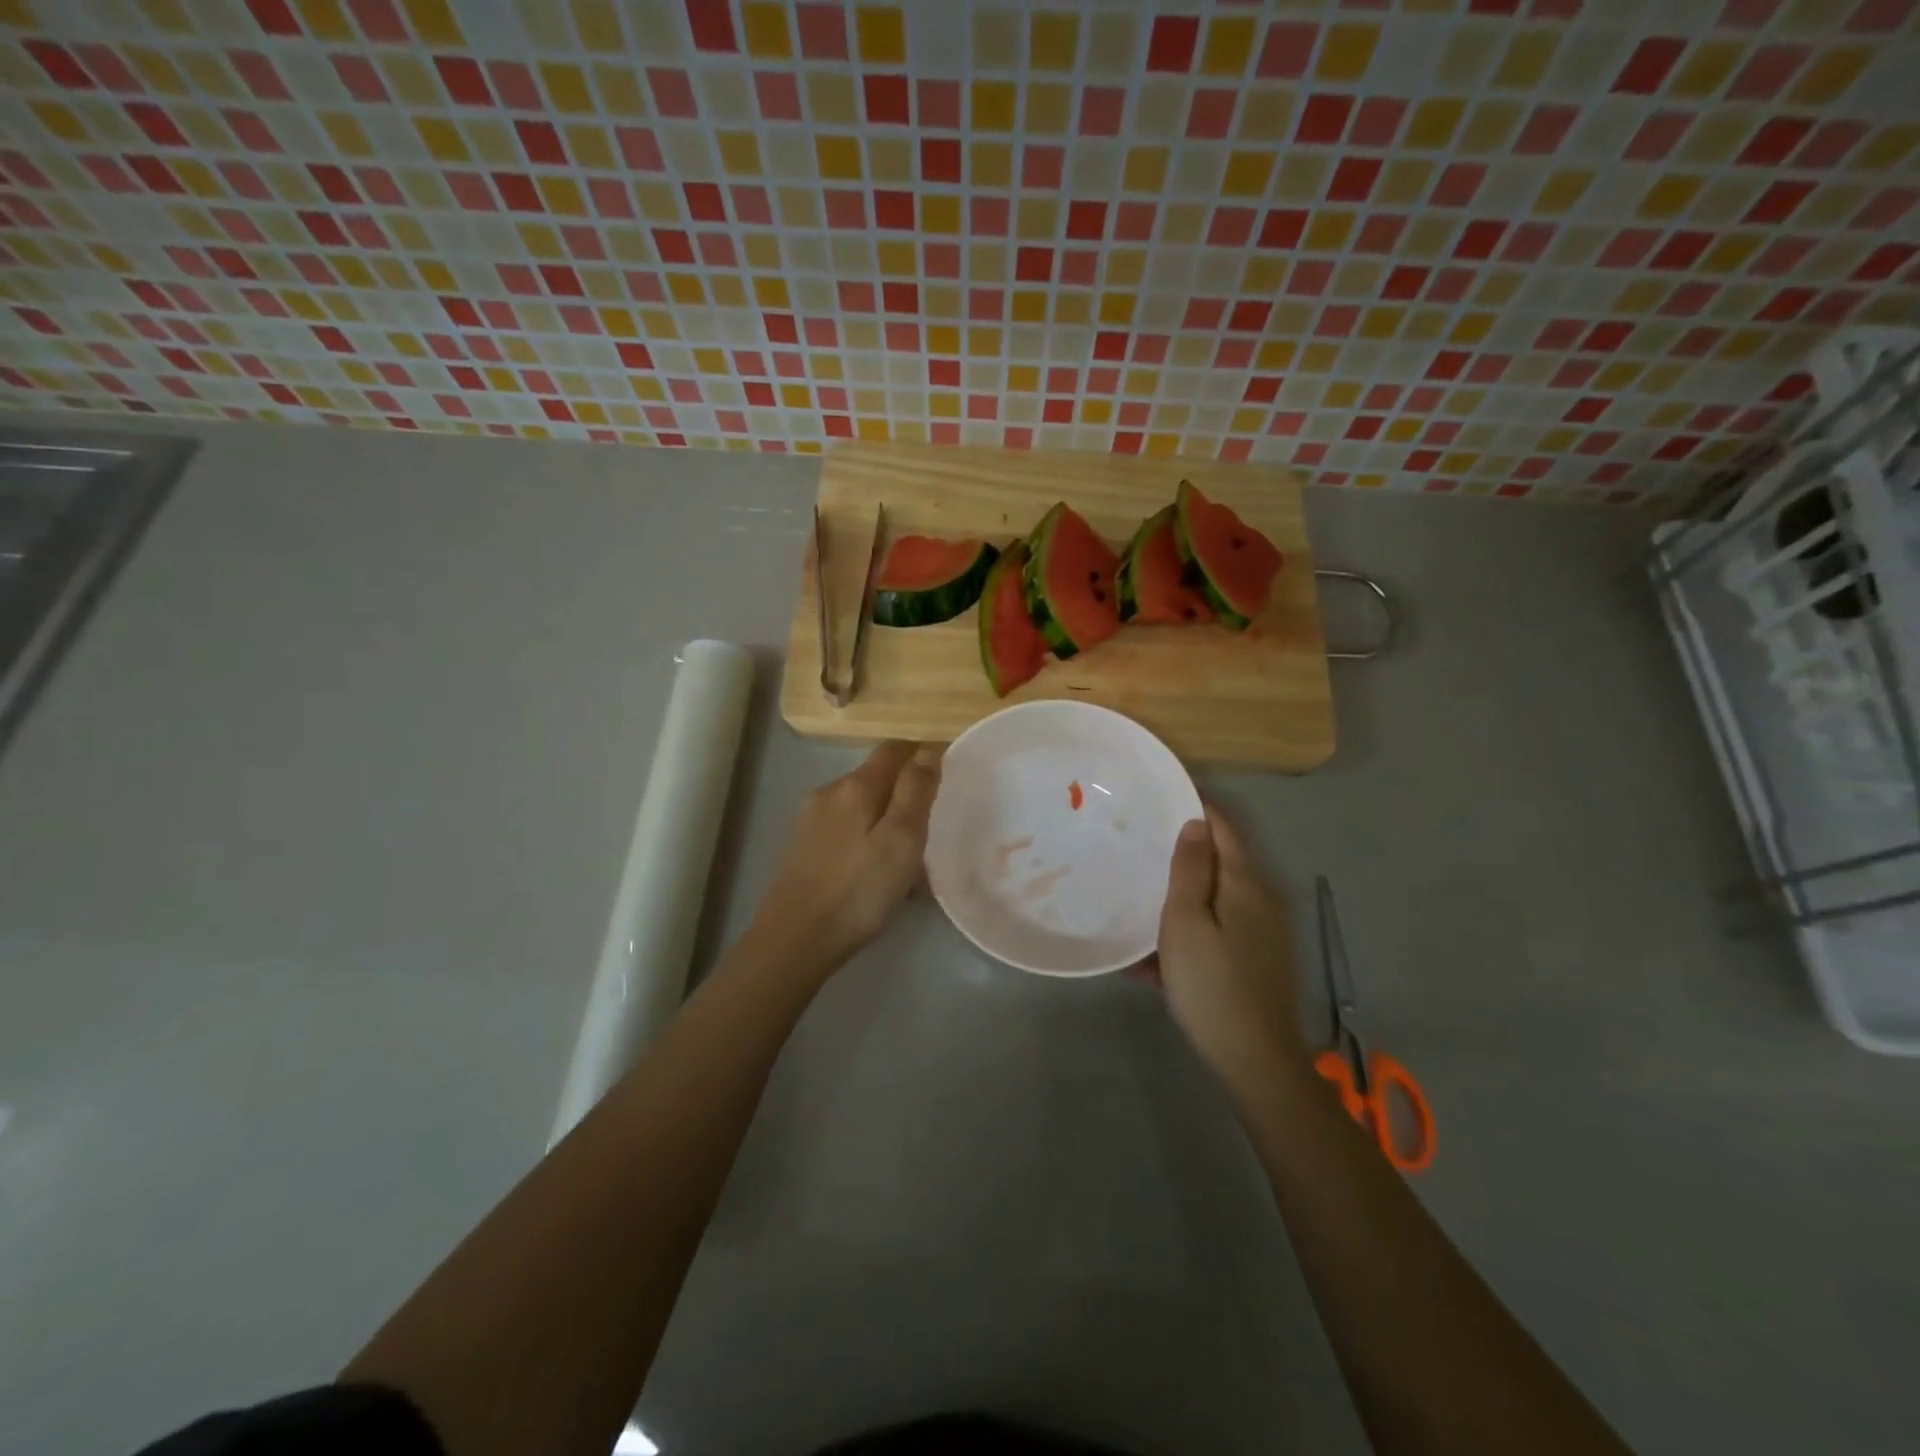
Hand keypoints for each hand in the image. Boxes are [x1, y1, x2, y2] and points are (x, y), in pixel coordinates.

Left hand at [750, 741, 941, 974]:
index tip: (946, 774)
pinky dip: (866, 839)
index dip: (921, 753)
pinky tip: (874, 873)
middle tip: (931, 826)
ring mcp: (809, 821)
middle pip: (875, 777)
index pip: (894, 749)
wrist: (794, 940)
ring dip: (885, 820)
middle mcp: (827, 793)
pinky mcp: (801, 848)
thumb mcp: (902, 840)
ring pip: (859, 807)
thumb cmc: (859, 890)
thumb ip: (916, 791)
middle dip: (904, 792)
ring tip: (906, 859)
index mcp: (855, 786)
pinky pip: (844, 830)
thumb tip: (927, 749)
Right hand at [1155, 810, 1307, 1095]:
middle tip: (1140, 845)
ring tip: (1139, 897)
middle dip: (1184, 852)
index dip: (1197, 808)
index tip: (1162, 797)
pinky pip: (1217, 932)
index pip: (1223, 829)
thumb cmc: (1211, 983)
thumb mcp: (1186, 921)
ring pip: (1215, 900)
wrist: (1254, 1059)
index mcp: (1245, 884)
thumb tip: (1196, 823)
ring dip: (1182, 896)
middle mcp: (1261, 902)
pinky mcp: (1255, 962)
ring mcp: (1262, 934)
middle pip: (1221, 863)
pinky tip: (1153, 957)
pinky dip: (1190, 932)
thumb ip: (1191, 870)